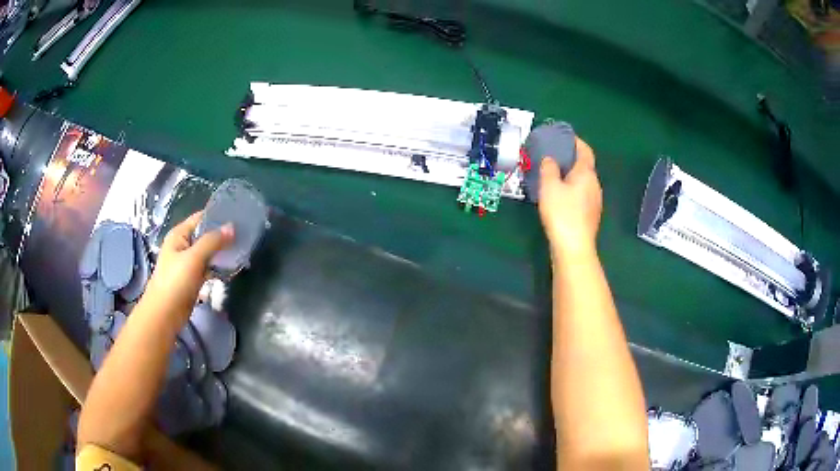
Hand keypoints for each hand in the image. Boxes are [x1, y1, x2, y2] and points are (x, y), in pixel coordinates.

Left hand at [142, 212, 233, 323]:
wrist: (165, 314)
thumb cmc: (175, 282)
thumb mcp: (194, 258)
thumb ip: (212, 241)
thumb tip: (232, 227)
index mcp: (179, 235)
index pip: (201, 218)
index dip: (217, 216)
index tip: (238, 217)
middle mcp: (183, 245)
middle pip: (205, 235)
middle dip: (222, 236)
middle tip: (244, 235)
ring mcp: (187, 263)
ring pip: (208, 253)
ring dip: (221, 252)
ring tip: (241, 250)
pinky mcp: (192, 278)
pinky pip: (208, 268)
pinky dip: (218, 267)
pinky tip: (231, 268)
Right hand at [538, 137, 601, 257]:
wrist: (574, 247)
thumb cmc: (562, 213)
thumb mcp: (549, 187)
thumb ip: (549, 169)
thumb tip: (550, 159)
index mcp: (587, 174)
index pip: (585, 150)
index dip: (576, 141)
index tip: (564, 136)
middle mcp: (595, 185)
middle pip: (585, 166)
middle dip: (571, 158)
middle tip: (554, 155)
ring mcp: (595, 201)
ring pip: (583, 181)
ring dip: (571, 175)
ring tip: (554, 174)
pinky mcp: (590, 215)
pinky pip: (581, 194)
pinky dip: (572, 188)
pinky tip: (560, 195)